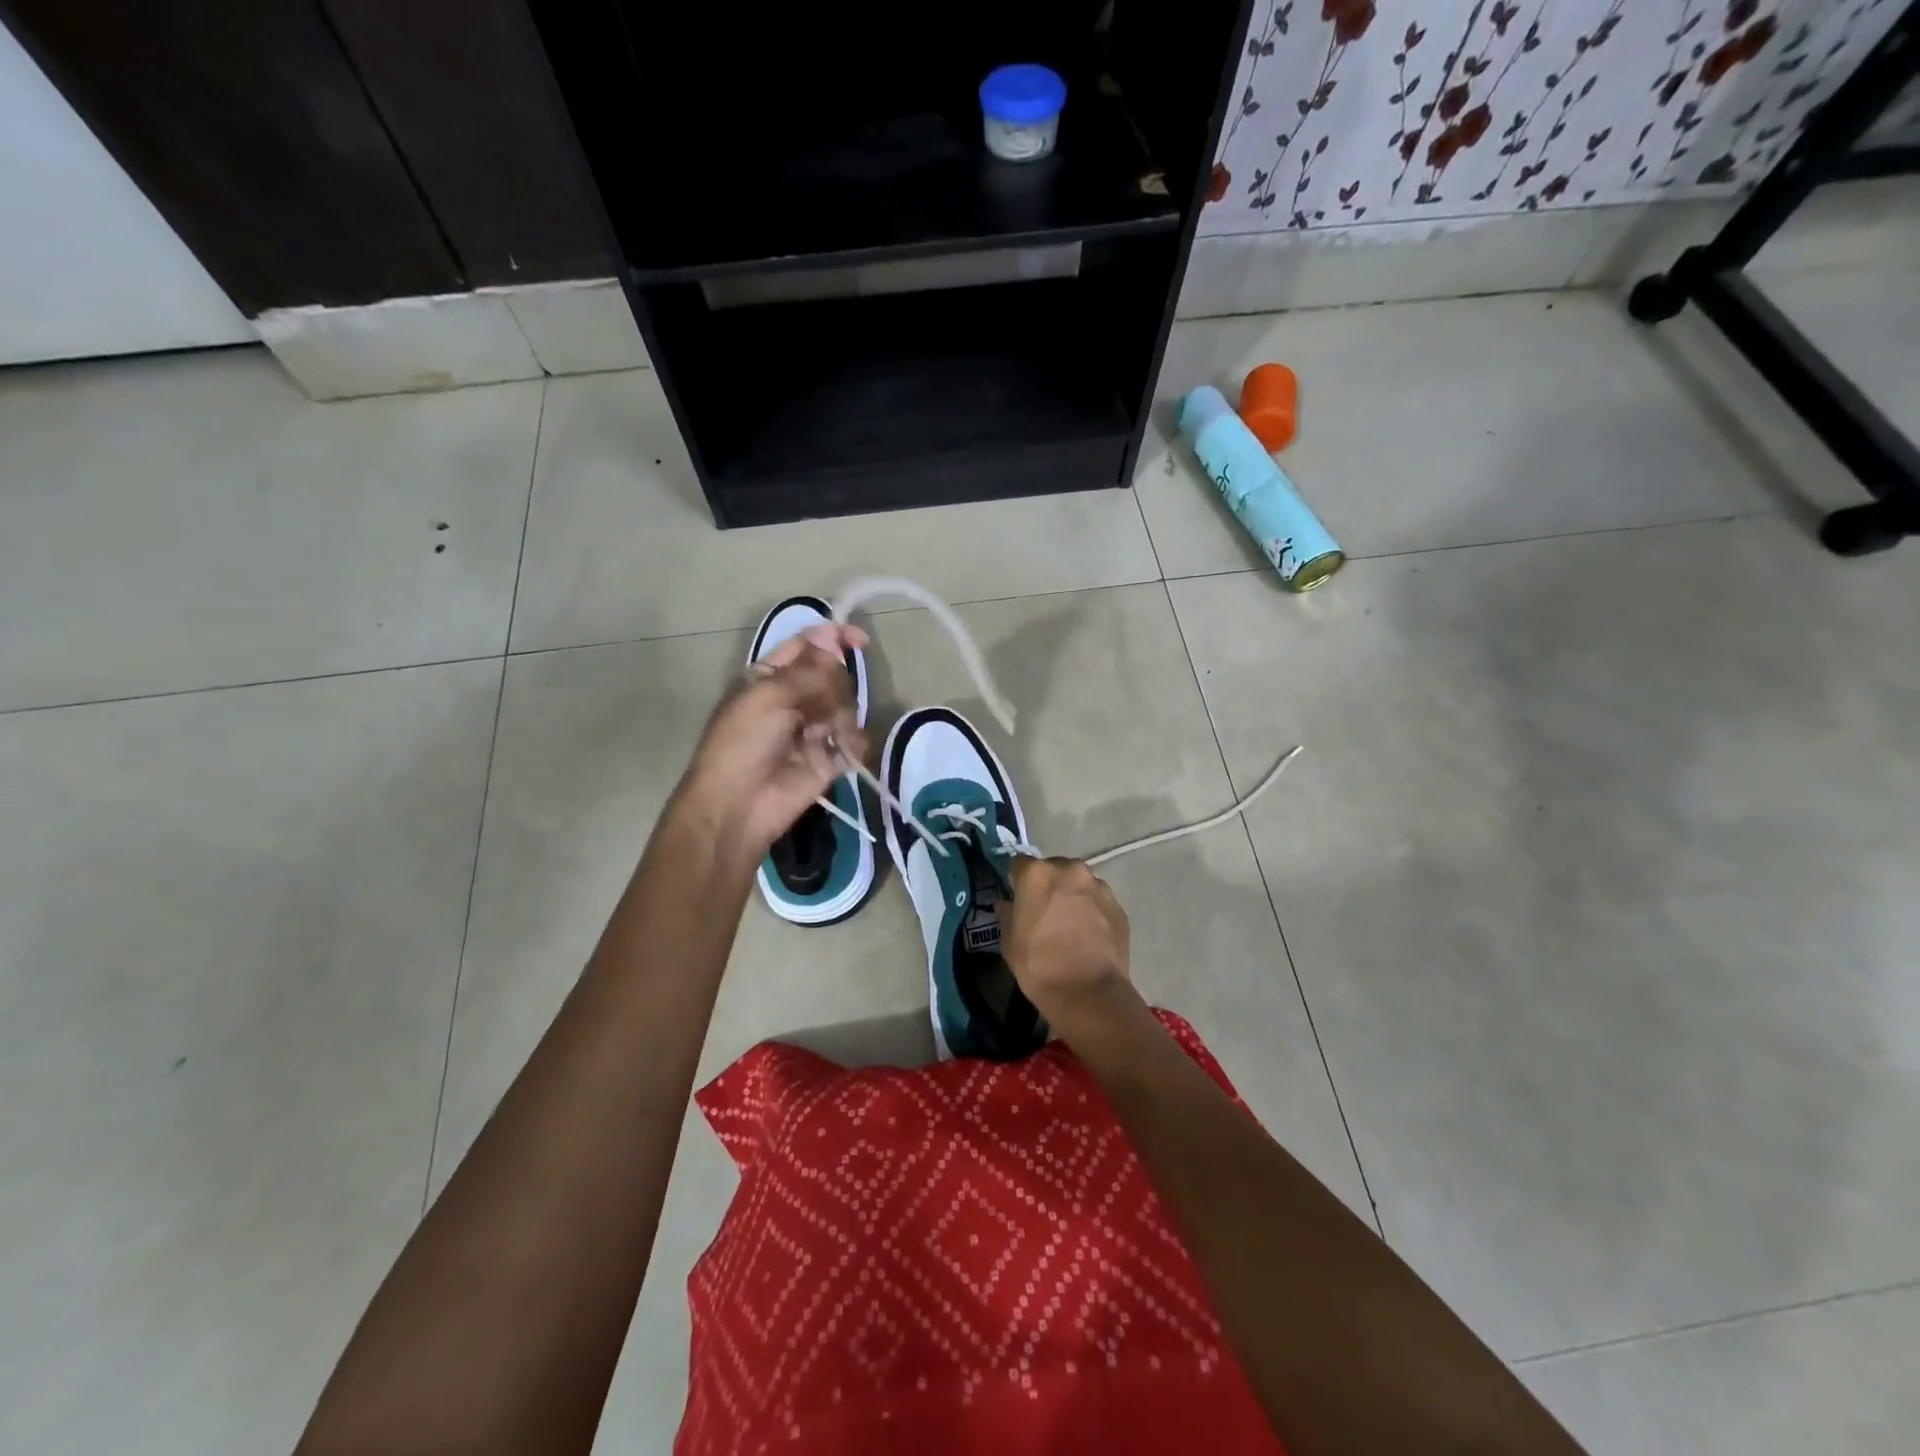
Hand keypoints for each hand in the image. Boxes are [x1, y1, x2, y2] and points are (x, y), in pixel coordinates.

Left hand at [677, 624, 869, 865]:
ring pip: (847, 706)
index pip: (808, 645)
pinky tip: (845, 752)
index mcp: (770, 677)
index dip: (833, 638)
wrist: (739, 805)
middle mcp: (793, 699)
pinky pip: (855, 741)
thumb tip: (835, 641)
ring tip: (830, 737)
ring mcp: (813, 729)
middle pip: (833, 676)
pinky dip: (854, 744)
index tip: (860, 641)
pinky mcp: (829, 759)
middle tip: (822, 707)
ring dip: (843, 718)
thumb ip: (809, 670)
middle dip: (835, 687)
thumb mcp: (769, 696)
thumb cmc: (743, 743)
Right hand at [1002, 857, 1133, 1033]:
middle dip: (1048, 885)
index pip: (1019, 864)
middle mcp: (1070, 870)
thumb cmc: (1039, 965)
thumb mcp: (1009, 942)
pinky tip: (1089, 935)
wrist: (1088, 993)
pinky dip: (1092, 911)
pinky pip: (1098, 901)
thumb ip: (1008, 914)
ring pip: (1079, 883)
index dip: (1017, 881)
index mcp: (1037, 874)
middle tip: (1045, 911)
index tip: (1018, 898)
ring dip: (1073, 896)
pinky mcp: (1118, 906)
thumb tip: (1008, 904)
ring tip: (1071, 925)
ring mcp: (1098, 886)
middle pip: (1054, 869)